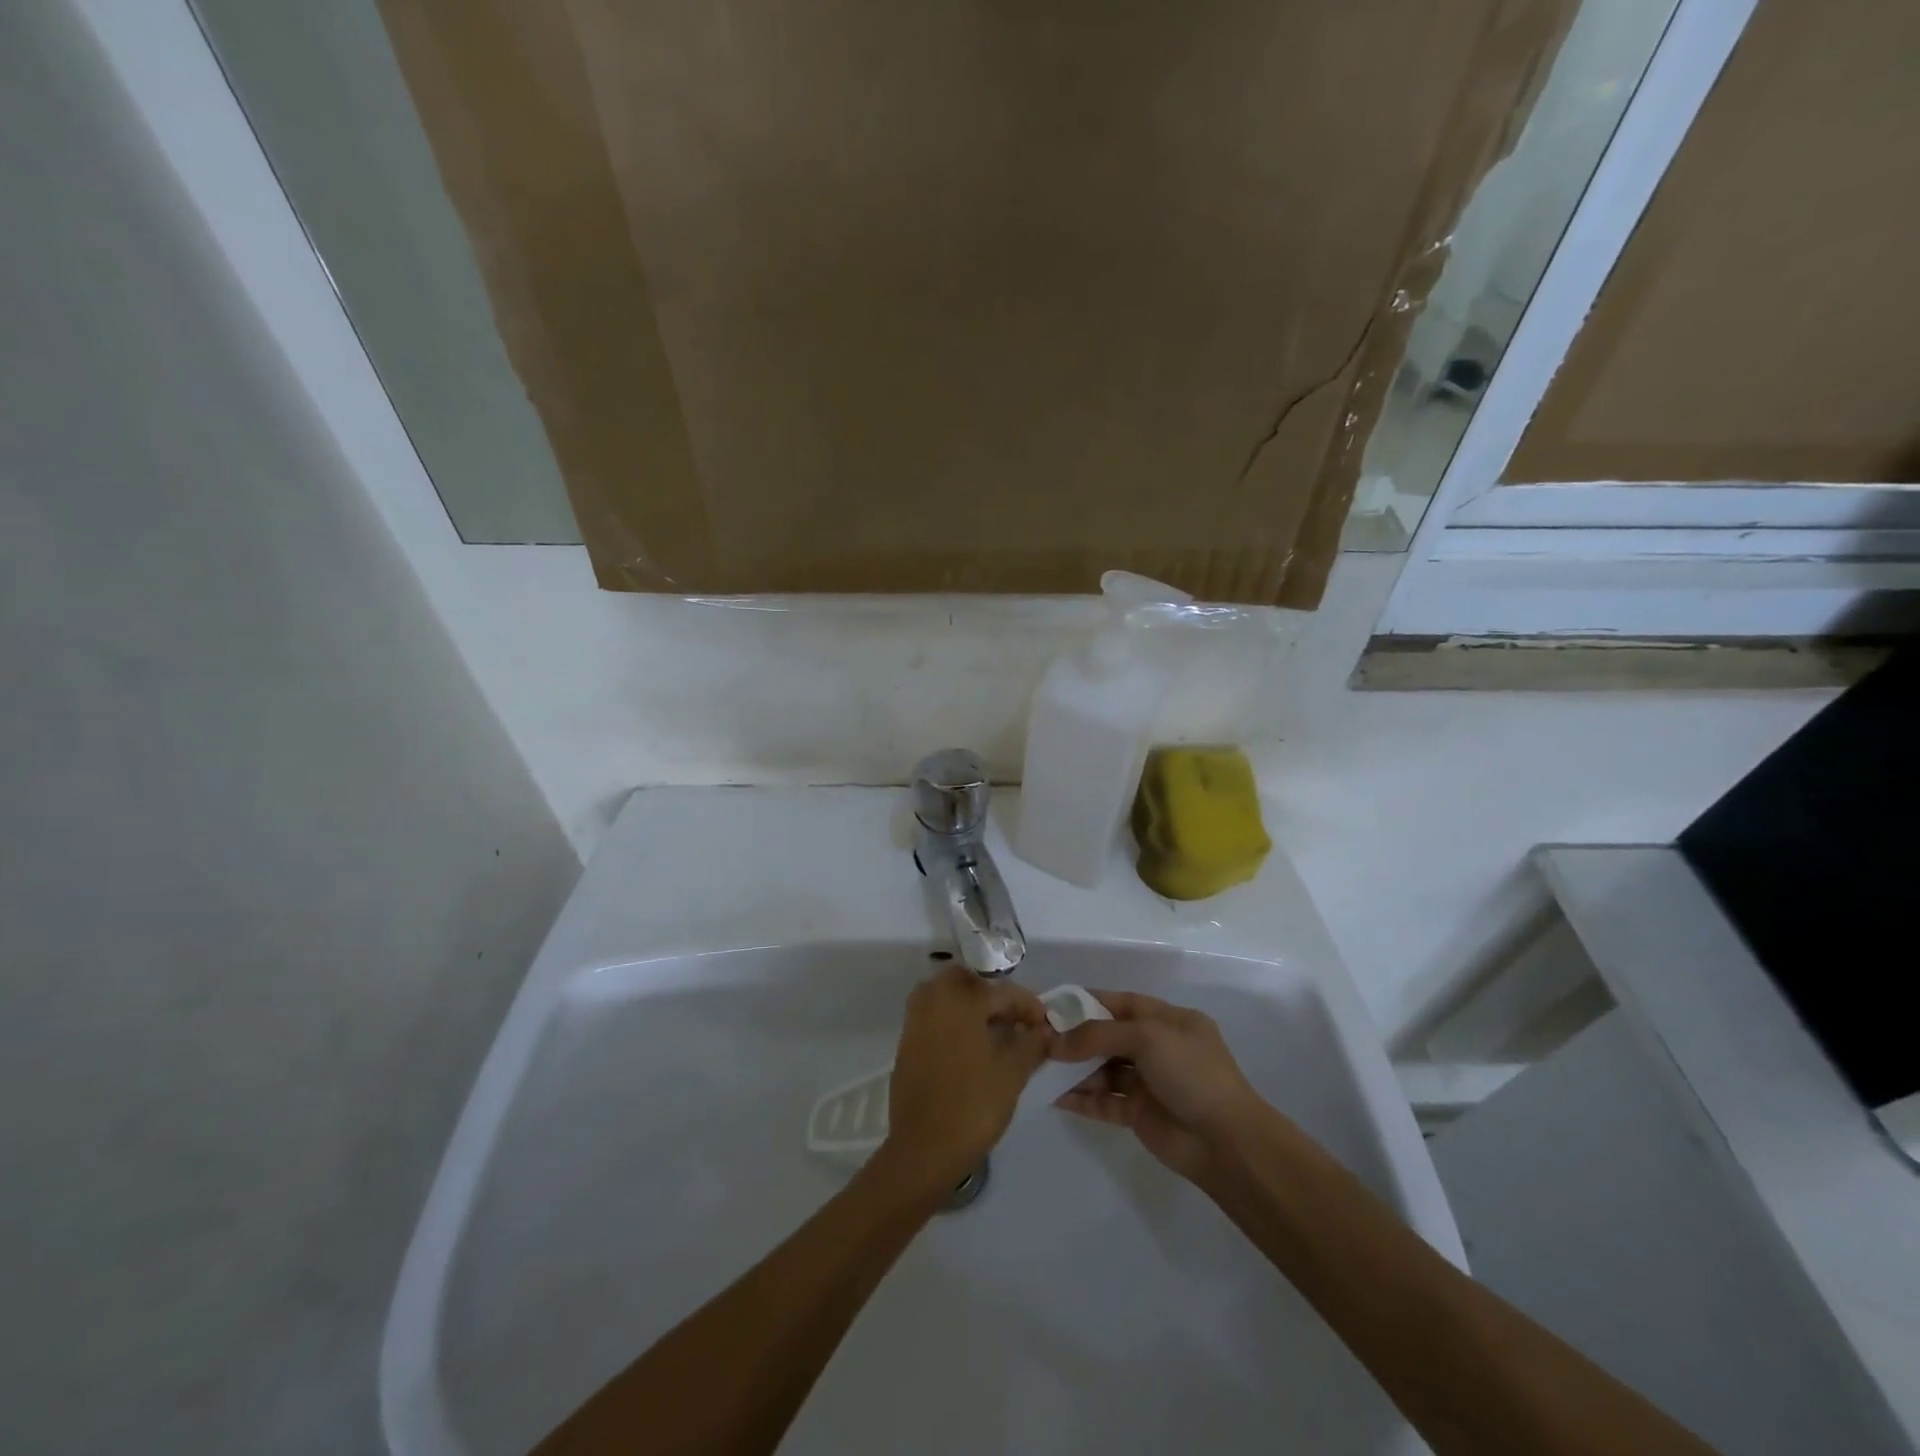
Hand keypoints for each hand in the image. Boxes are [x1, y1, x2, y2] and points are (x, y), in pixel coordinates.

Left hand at [878, 965, 1050, 1194]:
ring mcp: (915, 1019)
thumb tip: (1041, 1029)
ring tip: (993, 1032)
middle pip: (968, 981)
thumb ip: (1031, 1044)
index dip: (1029, 1005)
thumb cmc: (973, 1106)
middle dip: (993, 995)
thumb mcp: (1012, 1074)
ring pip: (946, 994)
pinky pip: (933, 1014)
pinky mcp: (906, 1041)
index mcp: (961, 1000)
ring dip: (970, 1004)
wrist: (923, 1149)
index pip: (1003, 991)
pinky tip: (970, 1046)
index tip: (1045, 1023)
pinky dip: (952, 1019)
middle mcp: (934, 999)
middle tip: (1013, 1020)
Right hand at [1050, 990, 1266, 1184]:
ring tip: (1039, 1068)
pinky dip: (1081, 1099)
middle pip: (1108, 1037)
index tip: (1053, 1005)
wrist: (1227, 1142)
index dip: (1088, 1002)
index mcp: (1169, 1021)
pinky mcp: (1139, 1114)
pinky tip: (1054, 1097)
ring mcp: (1148, 1082)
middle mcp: (1158, 1048)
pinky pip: (1103, 1101)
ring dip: (1074, 1069)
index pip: (1122, 1003)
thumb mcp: (1147, 1037)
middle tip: (1038, 1040)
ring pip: (1103, 1070)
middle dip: (1076, 1038)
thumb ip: (1098, 1035)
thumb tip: (1055, 1043)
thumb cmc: (1191, 1073)